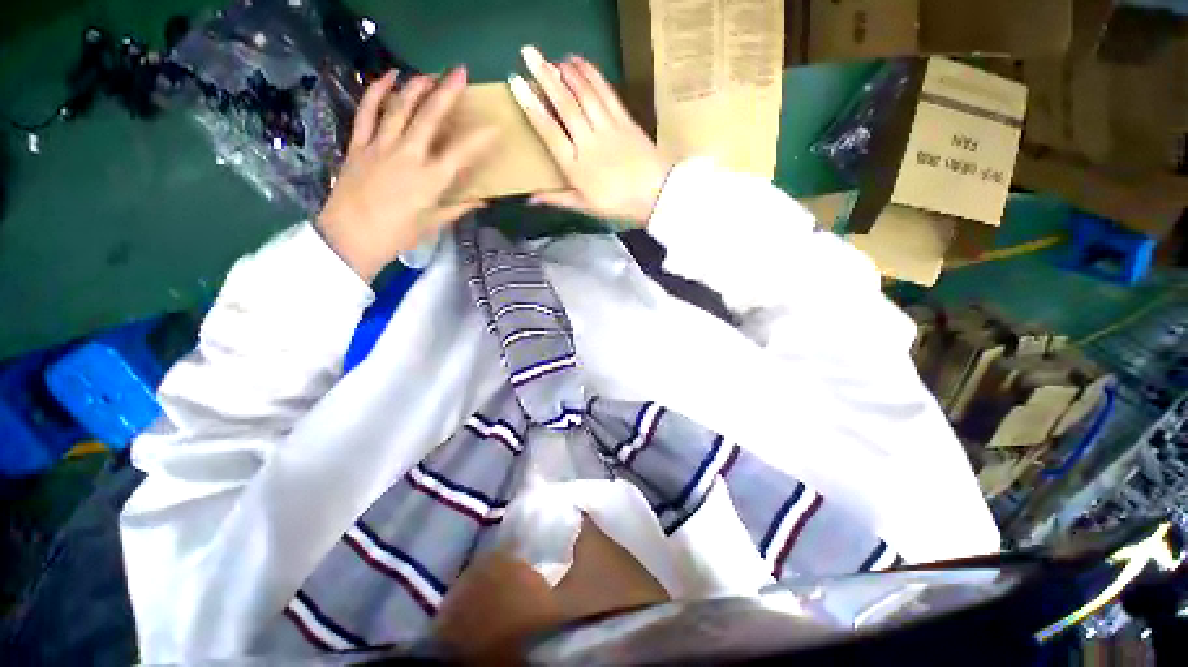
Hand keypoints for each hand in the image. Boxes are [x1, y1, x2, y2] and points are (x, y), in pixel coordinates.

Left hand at [317, 67, 497, 281]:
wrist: (351, 237)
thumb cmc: (398, 235)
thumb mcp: (433, 224)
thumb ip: (458, 208)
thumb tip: (483, 202)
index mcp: (431, 180)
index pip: (462, 153)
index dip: (481, 139)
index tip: (495, 127)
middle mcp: (408, 156)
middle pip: (430, 117)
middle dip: (447, 91)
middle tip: (460, 72)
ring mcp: (381, 146)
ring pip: (400, 107)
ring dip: (416, 86)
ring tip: (429, 74)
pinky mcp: (359, 144)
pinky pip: (367, 112)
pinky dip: (376, 92)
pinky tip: (388, 78)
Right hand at [510, 46, 672, 226]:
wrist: (656, 196)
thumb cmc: (618, 205)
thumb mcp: (585, 207)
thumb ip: (558, 199)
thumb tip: (530, 198)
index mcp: (576, 167)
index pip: (549, 131)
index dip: (531, 105)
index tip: (517, 83)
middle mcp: (588, 143)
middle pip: (565, 105)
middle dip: (545, 76)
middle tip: (528, 53)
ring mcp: (608, 128)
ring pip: (585, 94)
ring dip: (567, 72)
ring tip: (554, 58)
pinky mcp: (625, 120)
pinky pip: (606, 93)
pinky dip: (593, 75)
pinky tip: (581, 63)